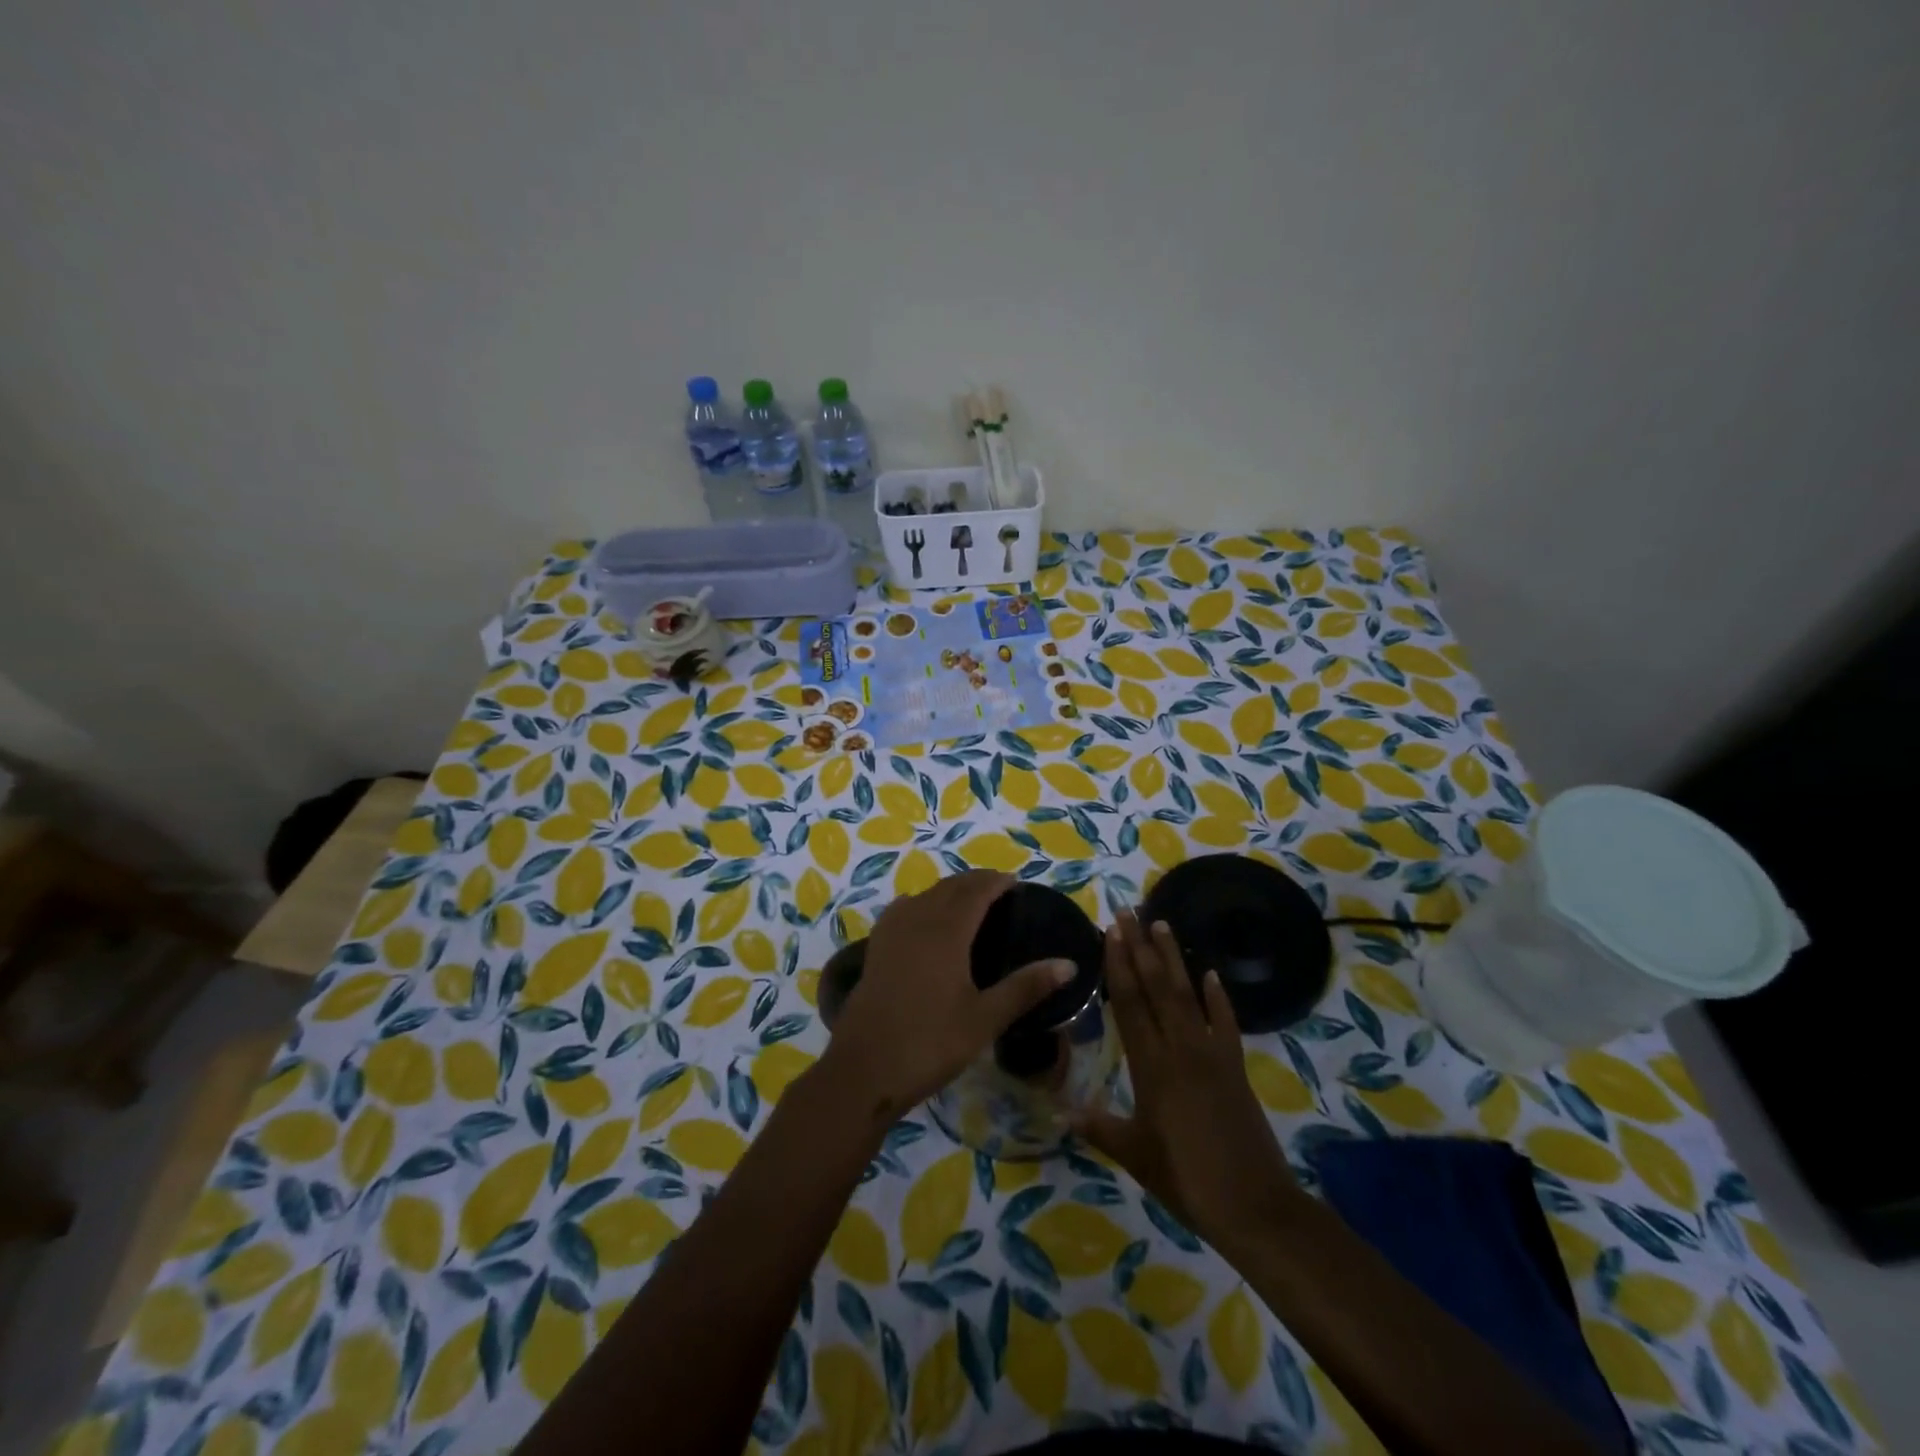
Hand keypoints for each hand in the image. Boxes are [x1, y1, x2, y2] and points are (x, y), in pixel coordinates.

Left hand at [821, 870, 1076, 1122]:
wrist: (865, 1068)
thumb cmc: (931, 1043)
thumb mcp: (985, 1018)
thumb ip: (1026, 987)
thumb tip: (1069, 965)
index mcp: (947, 931)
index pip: (975, 891)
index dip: (996, 881)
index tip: (1016, 882)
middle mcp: (918, 920)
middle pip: (949, 887)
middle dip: (975, 882)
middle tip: (998, 889)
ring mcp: (892, 932)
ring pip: (924, 895)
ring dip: (948, 890)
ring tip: (967, 901)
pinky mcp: (875, 948)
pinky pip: (902, 910)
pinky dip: (920, 903)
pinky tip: (923, 919)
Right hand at [1074, 911, 1298, 1252]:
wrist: (1254, 1206)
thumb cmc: (1187, 1181)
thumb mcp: (1135, 1156)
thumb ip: (1100, 1127)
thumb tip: (1062, 1110)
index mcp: (1151, 1068)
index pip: (1130, 1005)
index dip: (1119, 966)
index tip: (1112, 932)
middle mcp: (1180, 1049)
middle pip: (1157, 987)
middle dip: (1141, 947)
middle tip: (1129, 912)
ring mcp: (1211, 1054)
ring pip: (1187, 995)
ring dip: (1173, 958)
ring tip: (1162, 924)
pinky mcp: (1235, 1067)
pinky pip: (1225, 1023)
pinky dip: (1218, 997)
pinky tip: (1211, 974)